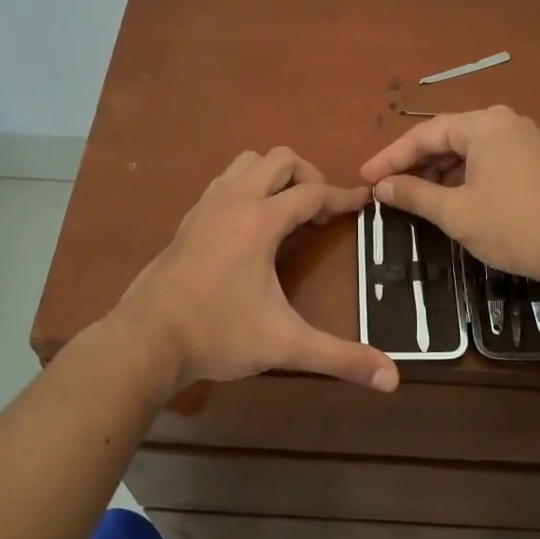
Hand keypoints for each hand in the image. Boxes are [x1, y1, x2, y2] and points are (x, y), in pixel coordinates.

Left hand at [116, 148, 400, 396]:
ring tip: (288, 212)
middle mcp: (234, 201)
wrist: (146, 339)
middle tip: (321, 212)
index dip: (342, 196)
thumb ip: (339, 357)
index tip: (364, 202)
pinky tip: (251, 225)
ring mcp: (206, 206)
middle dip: (309, 176)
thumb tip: (393, 379)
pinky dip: (247, 187)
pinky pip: (225, 182)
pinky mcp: (188, 219)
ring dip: (274, 176)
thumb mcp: (284, 345)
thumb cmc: (218, 334)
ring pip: (247, 163)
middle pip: (280, 159)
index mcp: (260, 221)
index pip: (312, 193)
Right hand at [359, 106, 539, 290]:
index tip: (365, 177)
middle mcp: (504, 123)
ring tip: (410, 196)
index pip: (425, 134)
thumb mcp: (455, 212)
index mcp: (484, 124)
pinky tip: (446, 198)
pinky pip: (486, 161)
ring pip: (466, 151)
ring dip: (437, 172)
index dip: (390, 157)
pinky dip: (461, 177)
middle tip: (384, 187)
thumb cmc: (512, 225)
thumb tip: (381, 187)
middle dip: (414, 164)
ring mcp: (523, 141)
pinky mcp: (533, 162)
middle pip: (446, 138)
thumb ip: (413, 194)